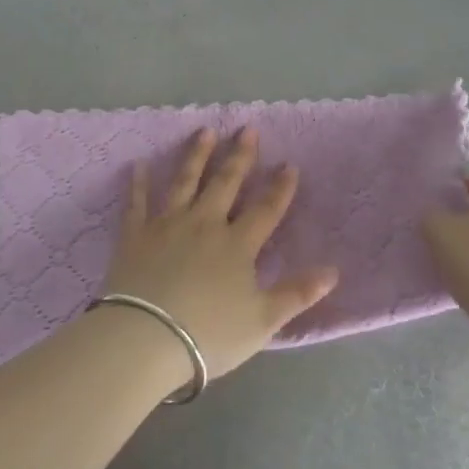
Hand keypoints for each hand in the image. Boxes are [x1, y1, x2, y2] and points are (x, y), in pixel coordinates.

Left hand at [104, 127, 338, 380]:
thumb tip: (333, 271)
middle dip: (240, 156)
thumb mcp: (262, 320)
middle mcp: (205, 224)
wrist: (146, 338)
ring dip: (196, 156)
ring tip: (204, 131)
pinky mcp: (135, 235)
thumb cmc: (209, 334)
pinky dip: (138, 183)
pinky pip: (137, 203)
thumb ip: (297, 293)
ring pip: (185, 182)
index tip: (289, 164)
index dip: (280, 187)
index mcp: (237, 245)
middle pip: (225, 184)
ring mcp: (168, 225)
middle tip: (248, 129)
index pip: (266, 209)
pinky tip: (139, 164)